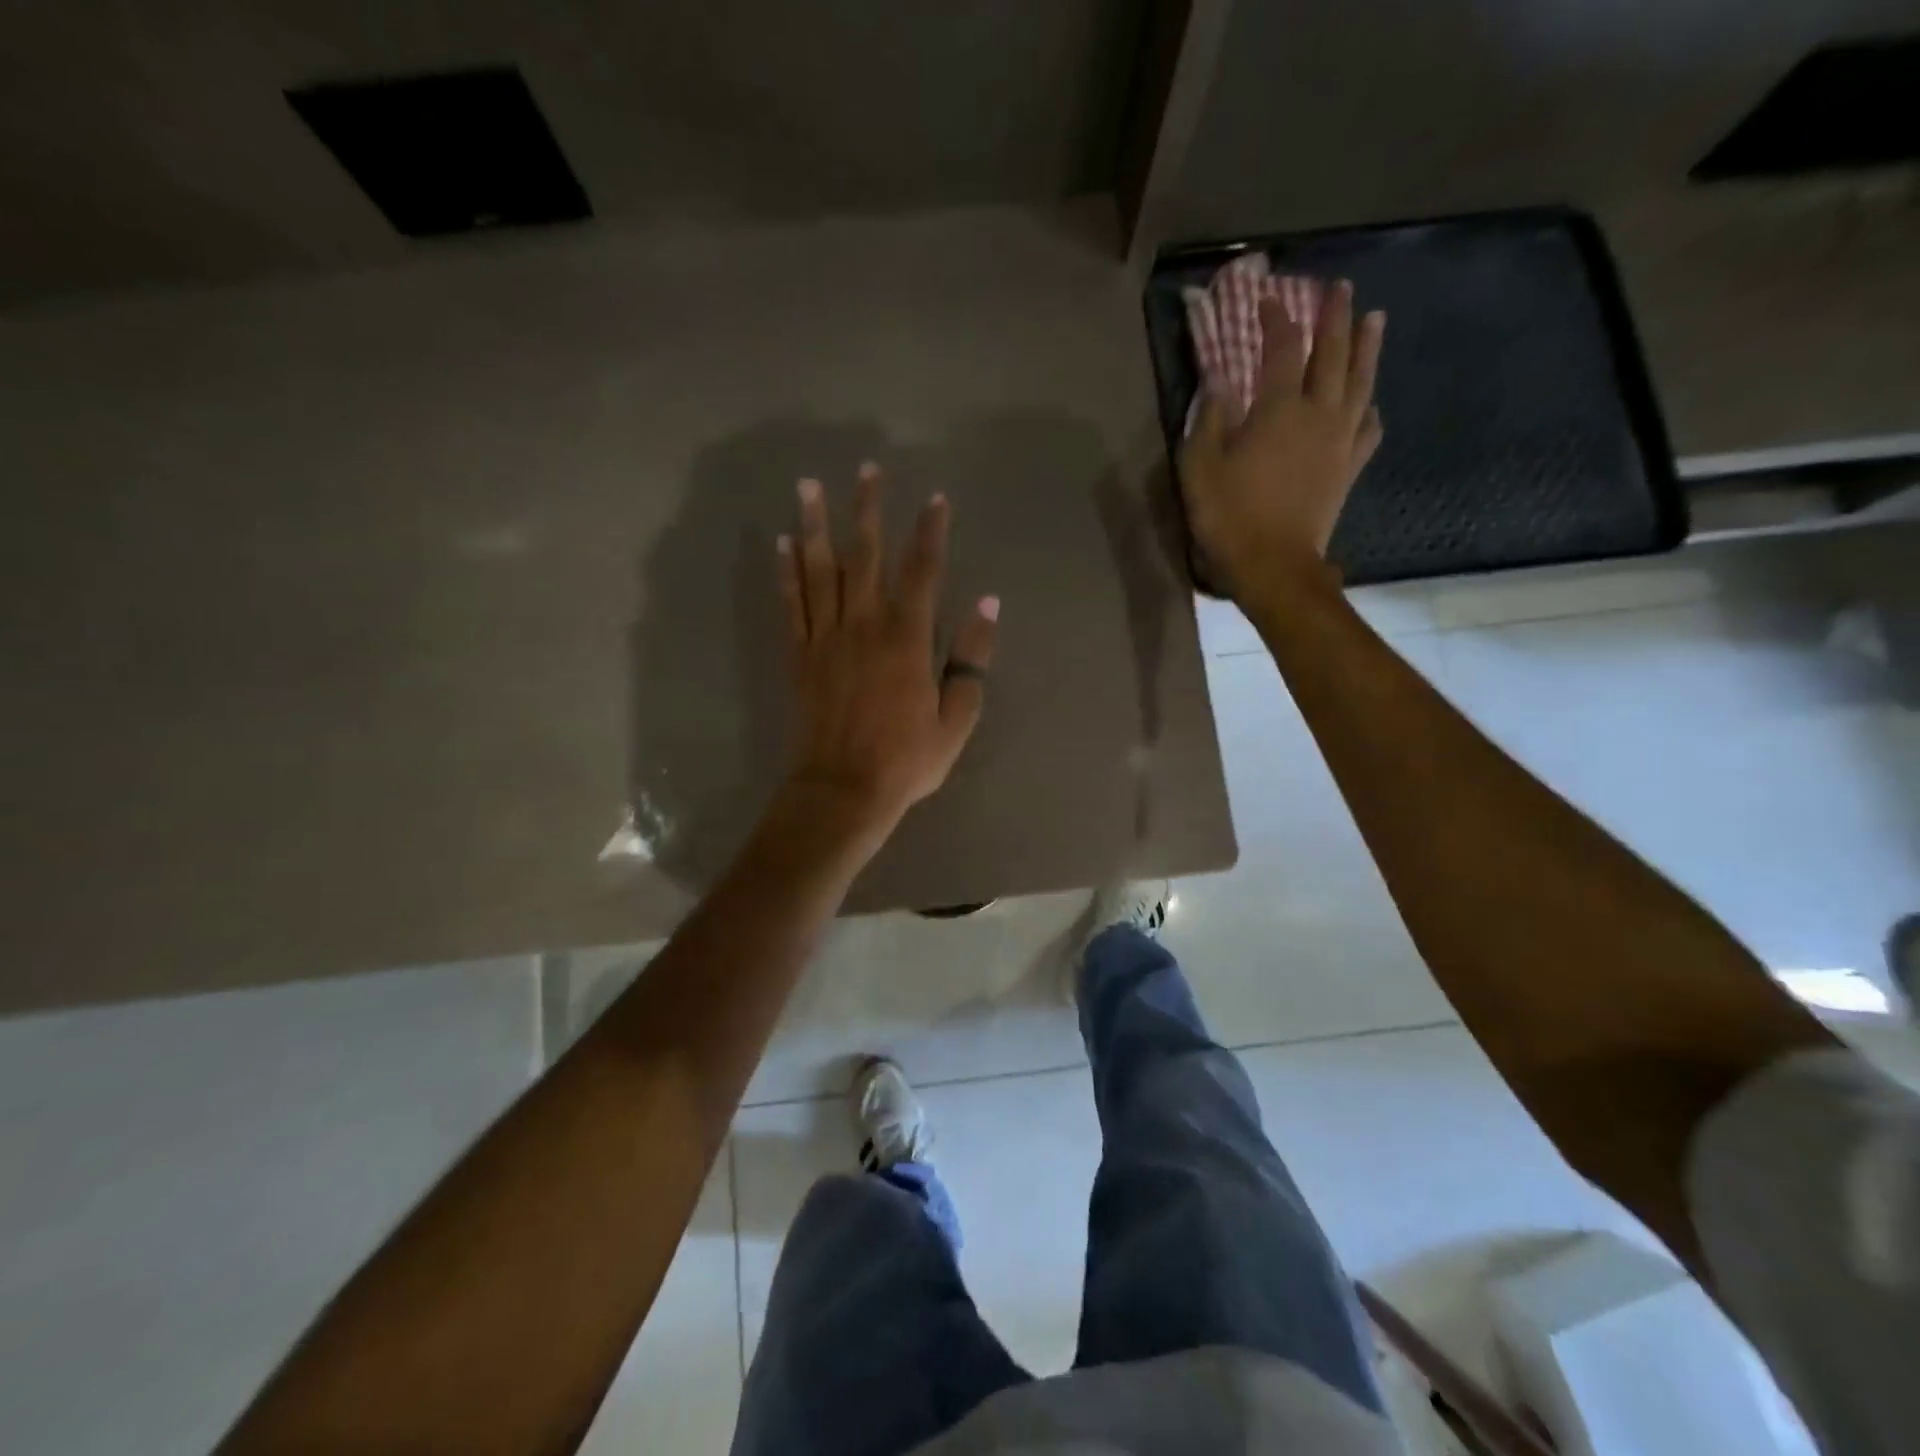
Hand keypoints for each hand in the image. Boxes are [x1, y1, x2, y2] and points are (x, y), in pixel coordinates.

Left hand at [775, 464, 999, 836]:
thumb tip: (988, 605)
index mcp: (907, 639)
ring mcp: (825, 638)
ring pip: (819, 570)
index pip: (922, 572)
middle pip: (864, 556)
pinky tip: (781, 543)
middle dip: (867, 509)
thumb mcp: (956, 718)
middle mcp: (863, 626)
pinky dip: (786, 572)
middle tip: (866, 469)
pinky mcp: (799, 656)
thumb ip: (971, 659)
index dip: (931, 532)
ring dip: (815, 525)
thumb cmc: (906, 760)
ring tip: (808, 486)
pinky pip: (791, 604)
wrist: (842, 790)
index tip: (936, 499)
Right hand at [1179, 278, 1384, 612]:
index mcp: (1278, 409)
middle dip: (1335, 317)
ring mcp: (1340, 441)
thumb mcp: (1200, 466)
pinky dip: (1371, 409)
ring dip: (1367, 347)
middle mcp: (1318, 414)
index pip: (1282, 349)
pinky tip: (1372, 402)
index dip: (1276, 320)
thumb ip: (1209, 418)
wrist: (1274, 566)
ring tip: (1375, 319)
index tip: (1269, 300)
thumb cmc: (1229, 516)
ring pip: (1361, 383)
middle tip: (1341, 288)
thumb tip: (1218, 378)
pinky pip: (1368, 429)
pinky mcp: (1348, 469)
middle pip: (1333, 354)